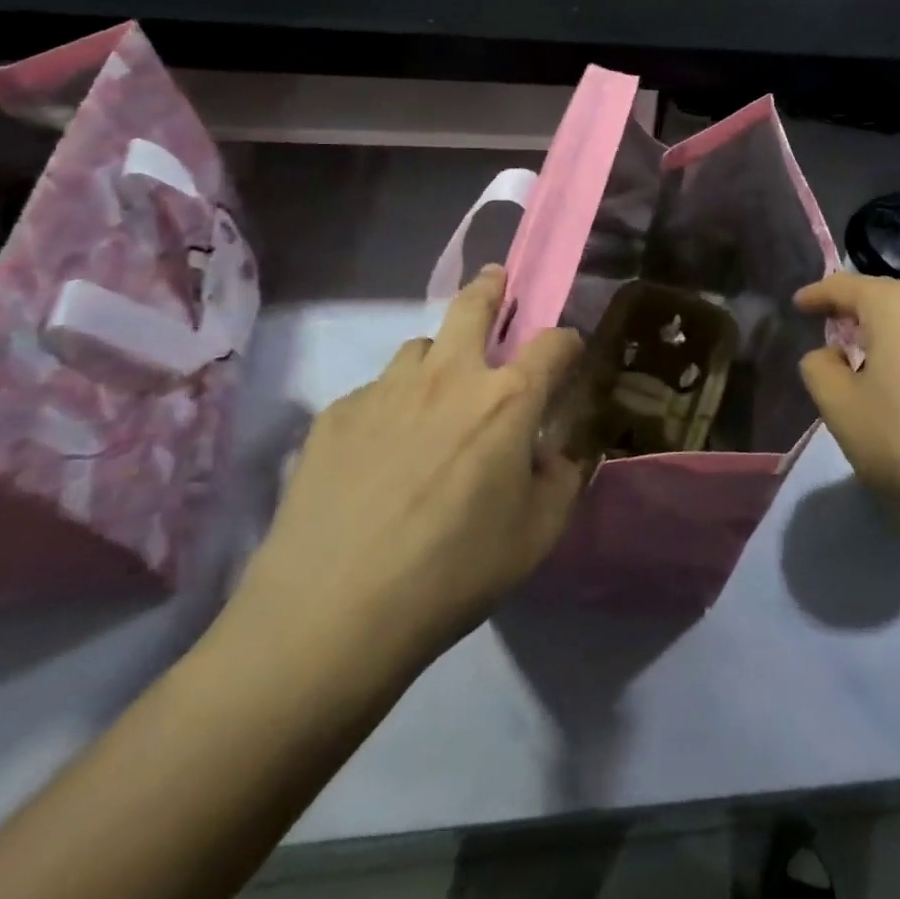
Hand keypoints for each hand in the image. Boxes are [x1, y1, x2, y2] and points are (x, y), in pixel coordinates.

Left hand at [238, 266, 583, 675]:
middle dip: (493, 287)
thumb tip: (557, 451)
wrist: (331, 614)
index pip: (553, 342)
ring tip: (435, 398)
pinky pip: (376, 390)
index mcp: (506, 400)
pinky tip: (381, 455)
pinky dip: (392, 405)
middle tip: (497, 284)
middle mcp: (448, 376)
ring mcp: (386, 389)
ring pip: (419, 346)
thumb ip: (563, 479)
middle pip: (474, 304)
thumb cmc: (453, 573)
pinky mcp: (336, 413)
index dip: (568, 343)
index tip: (568, 356)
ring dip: (438, 359)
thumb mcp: (537, 535)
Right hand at [794, 274, 899, 543]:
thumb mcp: (840, 408)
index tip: (799, 304)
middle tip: (834, 334)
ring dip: (890, 335)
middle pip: (886, 298)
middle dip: (857, 312)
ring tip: (872, 362)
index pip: (846, 286)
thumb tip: (827, 354)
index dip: (818, 294)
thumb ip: (819, 369)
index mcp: (896, 306)